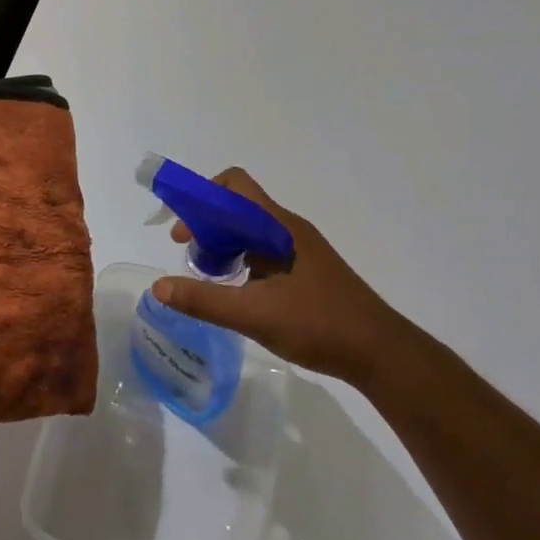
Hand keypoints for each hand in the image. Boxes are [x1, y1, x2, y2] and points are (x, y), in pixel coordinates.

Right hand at [152, 167, 425, 389]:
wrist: (381, 354)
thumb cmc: (320, 325)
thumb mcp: (255, 314)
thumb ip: (204, 300)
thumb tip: (158, 286)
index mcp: (278, 227)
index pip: (234, 186)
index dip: (201, 197)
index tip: (180, 229)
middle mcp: (287, 230)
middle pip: (236, 208)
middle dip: (205, 224)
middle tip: (185, 253)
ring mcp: (297, 251)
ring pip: (248, 232)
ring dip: (221, 244)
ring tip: (204, 275)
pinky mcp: (303, 271)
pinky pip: (261, 252)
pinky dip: (238, 261)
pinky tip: (233, 291)